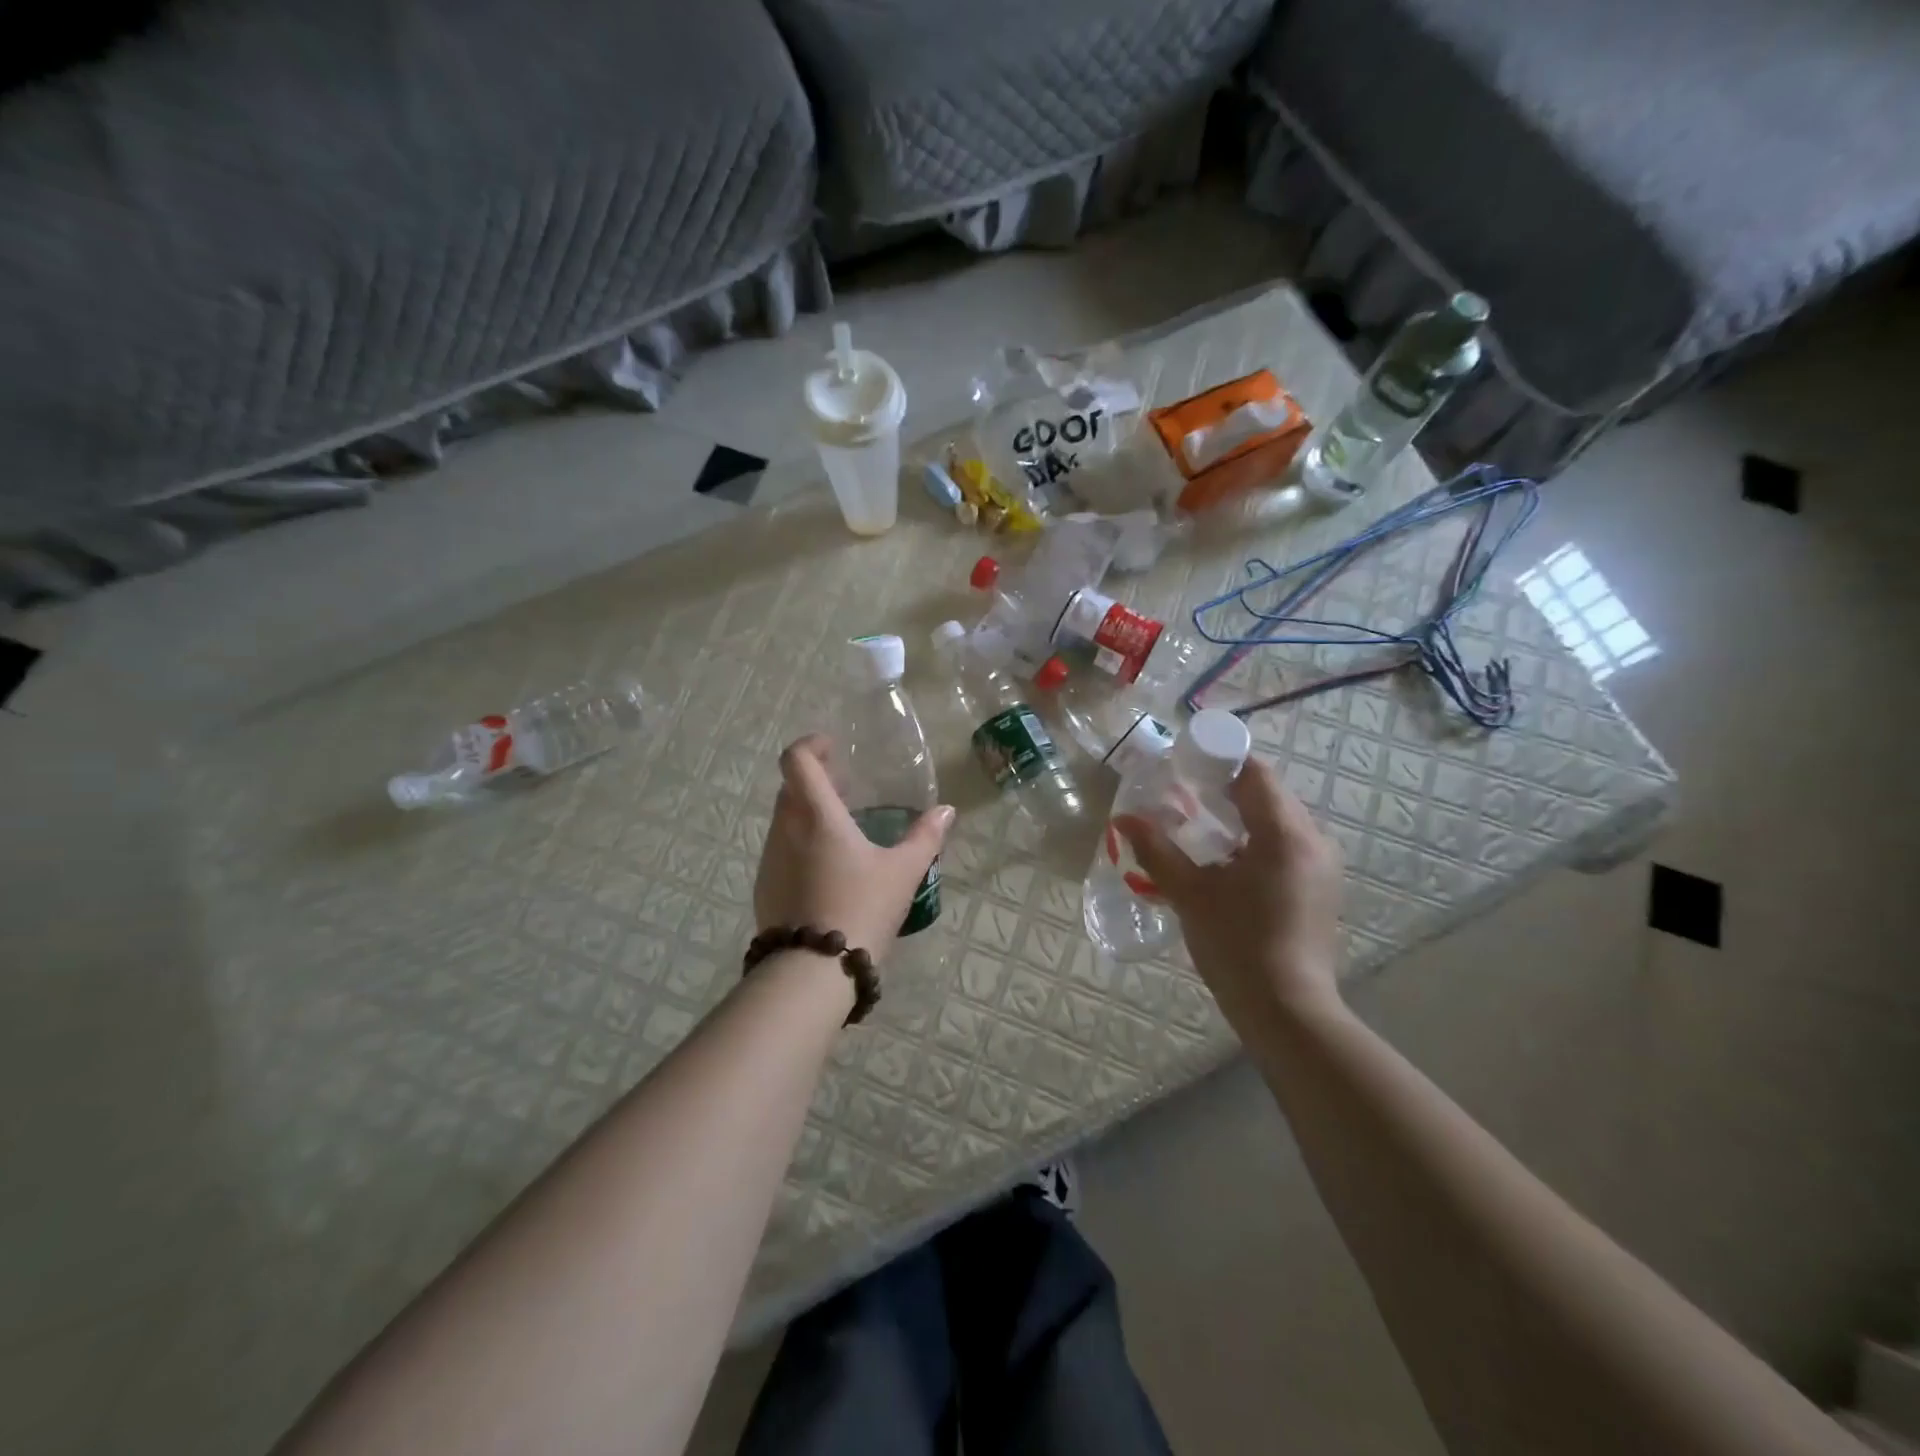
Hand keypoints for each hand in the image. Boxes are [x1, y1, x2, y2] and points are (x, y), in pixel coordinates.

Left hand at [754, 735, 954, 962]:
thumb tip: (946, 811)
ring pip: (783, 820)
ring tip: (840, 832)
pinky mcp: (764, 888)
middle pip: (790, 788)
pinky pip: (779, 850)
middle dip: (815, 780)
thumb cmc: (862, 909)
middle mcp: (785, 829)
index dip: (811, 745)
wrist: (813, 971)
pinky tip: (826, 870)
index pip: (797, 760)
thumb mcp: (903, 873)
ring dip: (806, 814)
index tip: (833, 748)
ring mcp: (770, 859)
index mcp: (816, 815)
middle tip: (846, 790)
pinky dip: (799, 844)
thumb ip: (926, 837)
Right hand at [1115, 757, 1343, 1028]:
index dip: (1220, 762)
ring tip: (1200, 829)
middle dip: (1226, 789)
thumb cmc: (1237, 945)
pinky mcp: (1321, 887)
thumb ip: (1157, 851)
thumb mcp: (1190, 894)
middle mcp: (1313, 840)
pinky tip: (1226, 861)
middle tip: (1183, 797)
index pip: (1256, 773)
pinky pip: (1287, 844)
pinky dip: (1256, 839)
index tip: (1184, 767)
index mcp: (1286, 833)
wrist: (1287, 1011)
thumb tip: (1123, 819)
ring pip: (1278, 819)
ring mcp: (1322, 865)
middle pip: (1268, 793)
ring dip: (1241, 815)